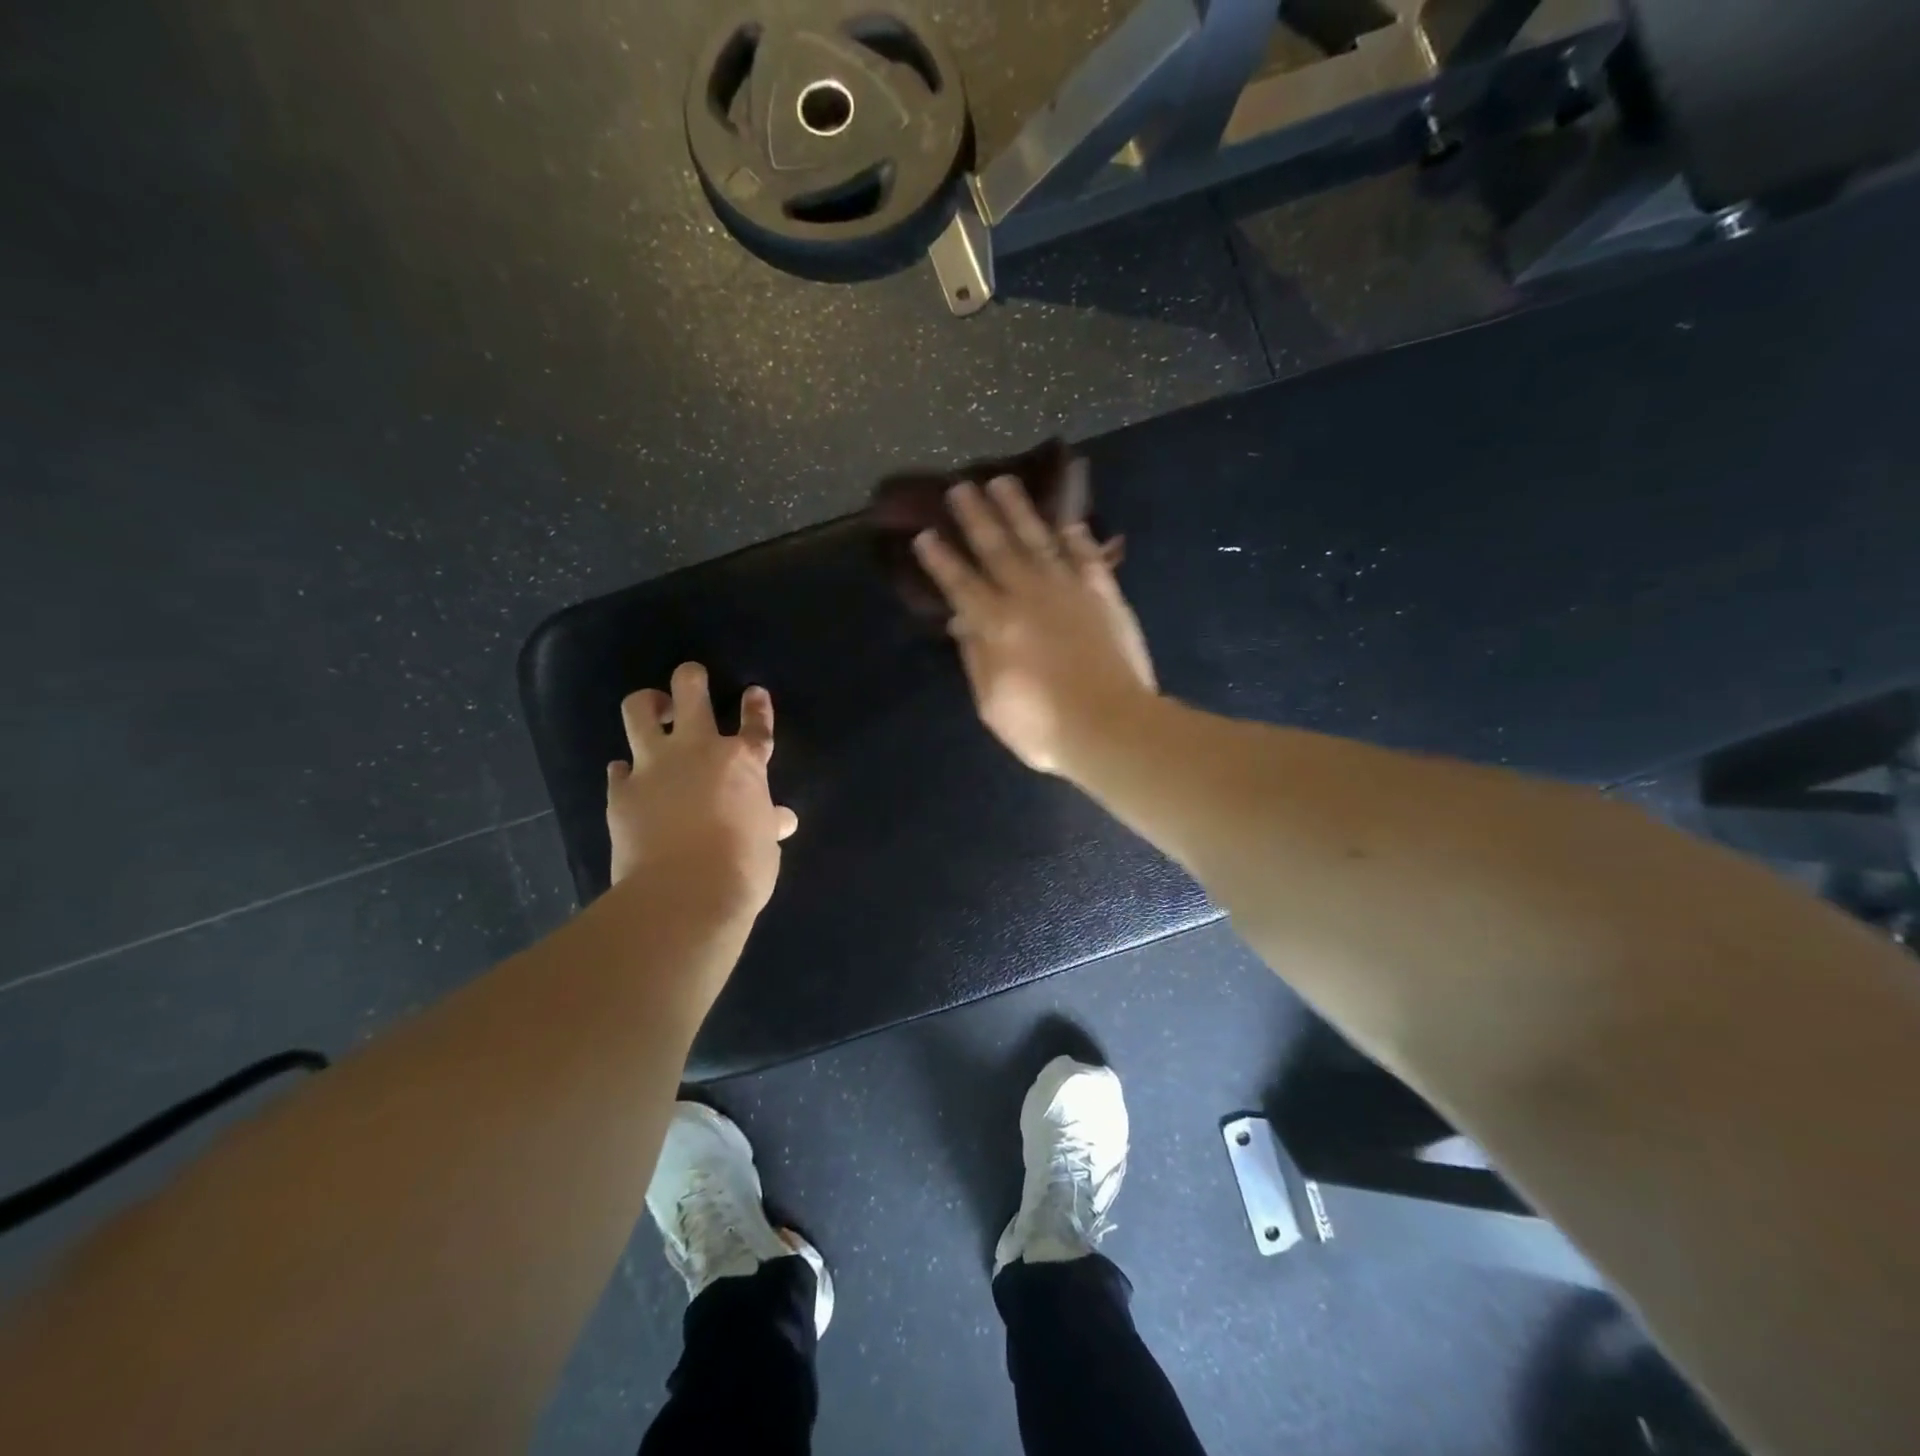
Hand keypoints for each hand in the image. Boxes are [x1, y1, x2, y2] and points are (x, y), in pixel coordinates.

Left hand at [606, 663, 798, 913]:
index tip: (753, 691)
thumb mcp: (766, 846)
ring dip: (647, 704)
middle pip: (690, 691)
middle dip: (691, 678)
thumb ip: (768, 824)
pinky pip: (618, 769)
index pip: (755, 724)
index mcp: (743, 763)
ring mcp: (654, 767)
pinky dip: (625, 771)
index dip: (756, 705)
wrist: (684, 894)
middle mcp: (698, 751)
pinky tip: (629, 779)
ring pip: (639, 710)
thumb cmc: (741, 869)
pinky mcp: (620, 791)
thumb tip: (782, 821)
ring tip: (653, 711)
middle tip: (691, 681)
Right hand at [912, 473, 1155, 773]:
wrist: (1112, 727)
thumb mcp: (992, 704)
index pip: (960, 583)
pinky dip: (1076, 535)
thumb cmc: (1044, 727)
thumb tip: (961, 620)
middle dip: (975, 516)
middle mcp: (1028, 596)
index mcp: (996, 625)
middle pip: (996, 548)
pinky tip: (1066, 519)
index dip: (940, 559)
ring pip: (1038, 539)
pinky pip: (1087, 555)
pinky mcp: (1103, 594)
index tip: (924, 533)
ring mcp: (1069, 590)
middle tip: (960, 486)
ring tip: (1003, 482)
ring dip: (1019, 509)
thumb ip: (976, 658)